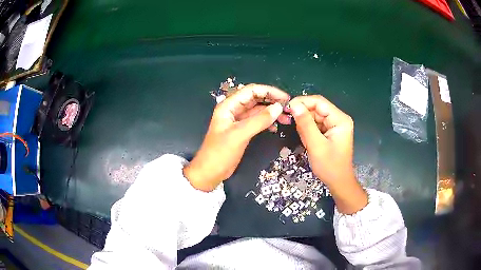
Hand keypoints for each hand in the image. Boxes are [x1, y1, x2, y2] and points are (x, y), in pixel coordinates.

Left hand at [184, 84, 290, 191]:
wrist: (210, 172)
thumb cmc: (220, 153)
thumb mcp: (240, 135)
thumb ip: (259, 120)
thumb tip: (278, 107)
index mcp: (229, 106)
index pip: (251, 91)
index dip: (269, 91)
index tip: (285, 98)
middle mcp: (233, 110)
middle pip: (256, 99)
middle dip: (272, 101)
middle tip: (288, 109)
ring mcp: (238, 121)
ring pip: (258, 110)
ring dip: (271, 112)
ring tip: (286, 119)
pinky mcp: (242, 131)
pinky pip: (257, 121)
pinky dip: (267, 122)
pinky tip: (276, 127)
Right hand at [289, 95, 366, 213]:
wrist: (338, 182)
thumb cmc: (330, 166)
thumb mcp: (316, 145)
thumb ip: (305, 124)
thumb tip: (294, 105)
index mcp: (340, 119)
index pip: (319, 102)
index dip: (302, 102)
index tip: (287, 109)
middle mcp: (338, 118)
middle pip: (316, 109)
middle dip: (304, 117)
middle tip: (294, 128)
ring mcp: (335, 125)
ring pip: (314, 117)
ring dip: (305, 126)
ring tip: (306, 140)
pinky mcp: (330, 131)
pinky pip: (316, 125)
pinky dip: (309, 131)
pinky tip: (308, 142)